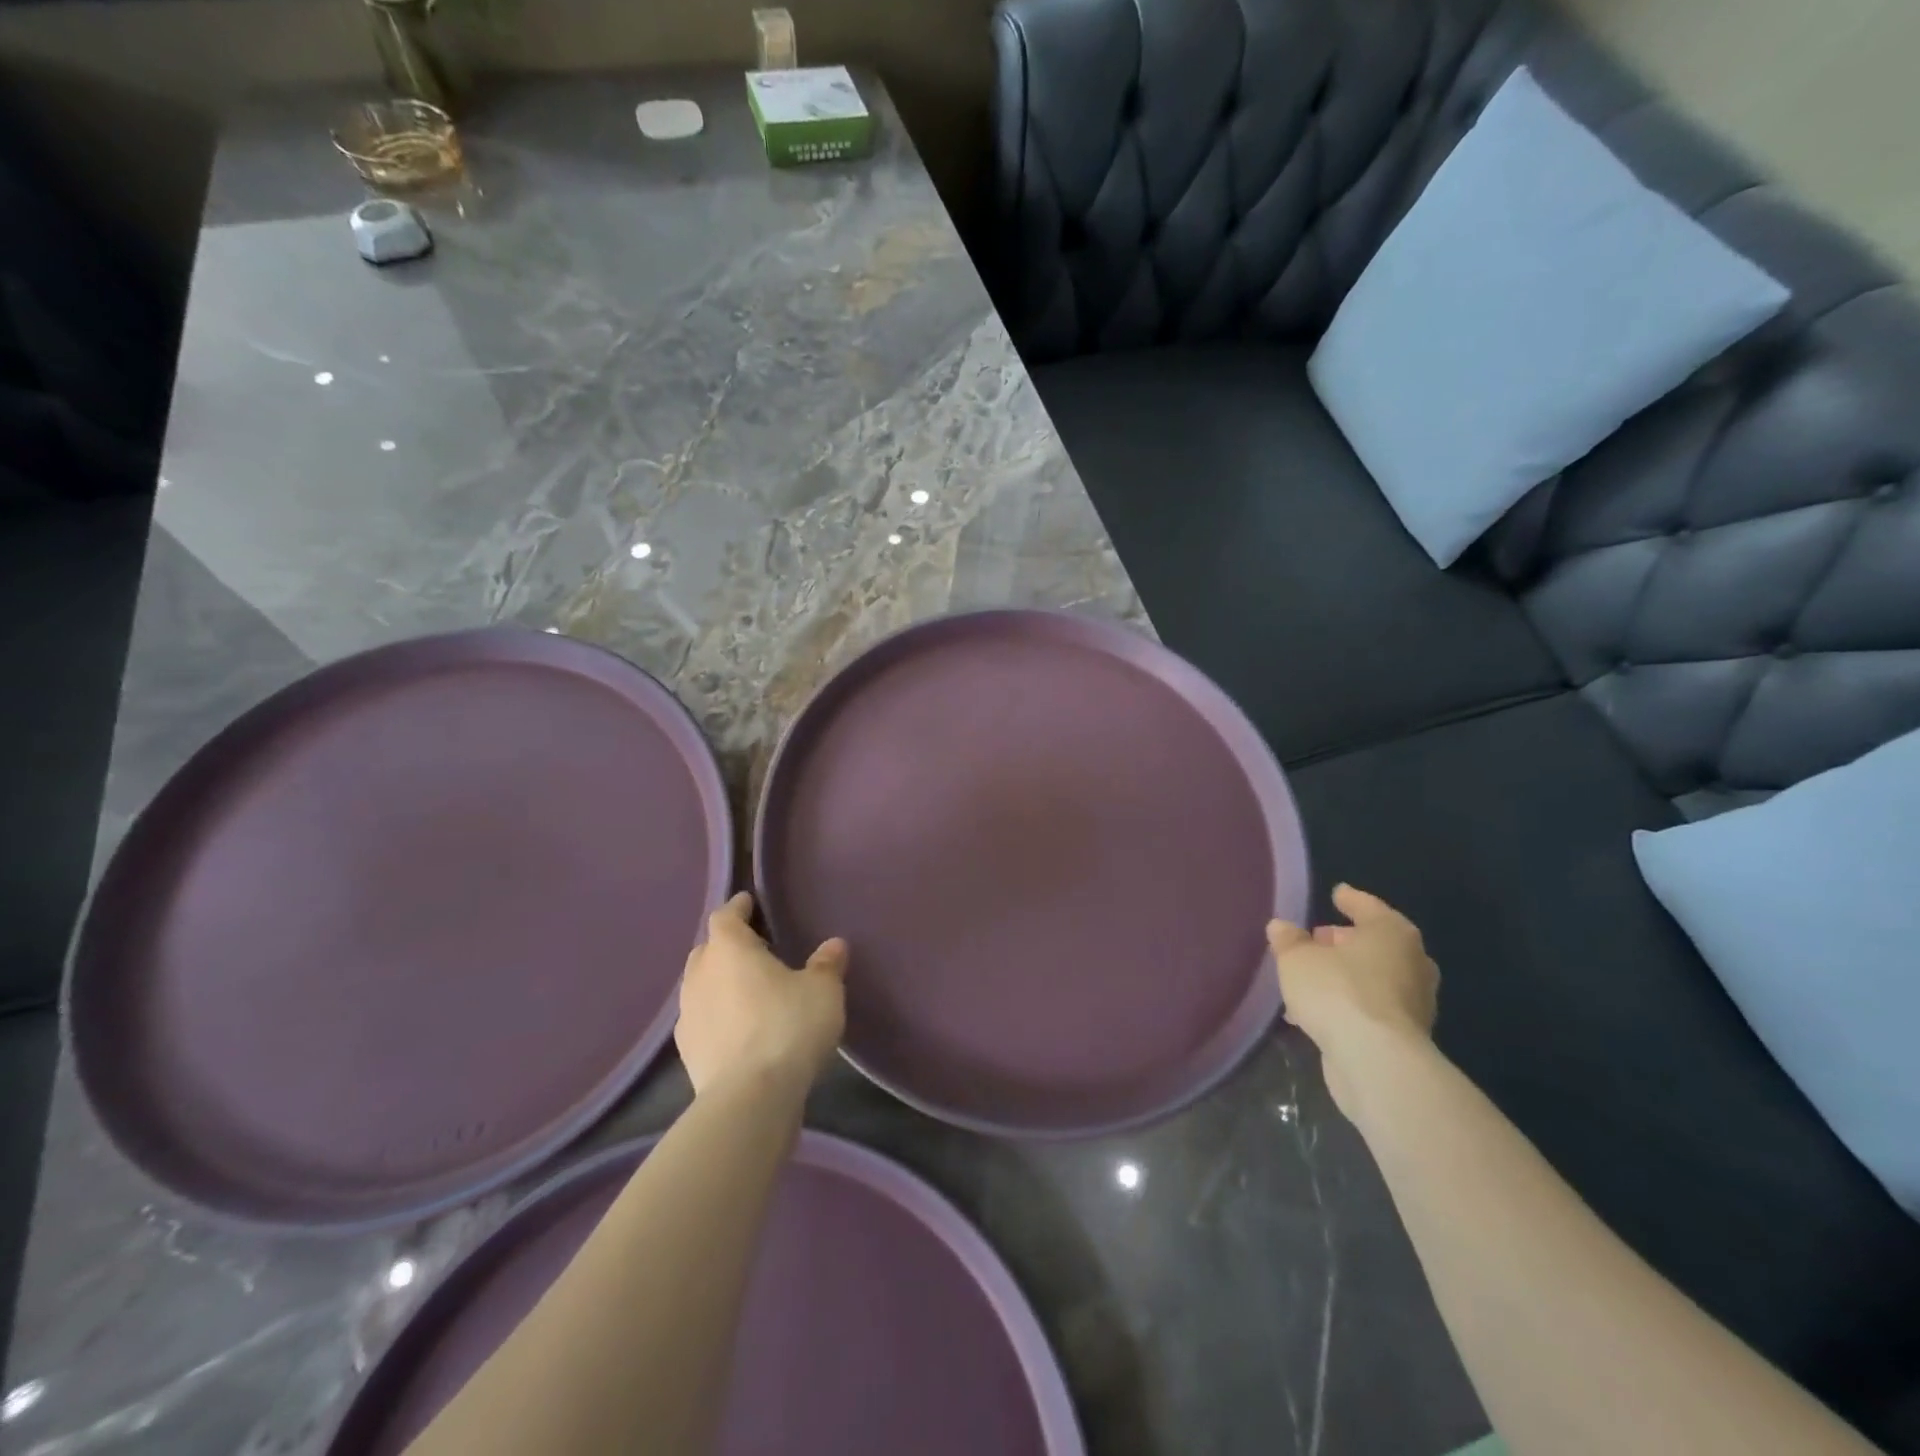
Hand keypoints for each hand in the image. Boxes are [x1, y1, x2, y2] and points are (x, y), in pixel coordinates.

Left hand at [675, 893, 848, 1096]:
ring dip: (720, 983)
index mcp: (729, 949)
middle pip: (709, 949)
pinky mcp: (687, 1052)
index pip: (726, 916)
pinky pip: (702, 1019)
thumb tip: (833, 945)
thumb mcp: (823, 990)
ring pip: (701, 985)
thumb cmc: (788, 1027)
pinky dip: (717, 1016)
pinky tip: (739, 1028)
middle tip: (756, 950)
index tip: (750, 903)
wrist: (750, 1098)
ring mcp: (688, 1015)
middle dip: (728, 945)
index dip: (739, 908)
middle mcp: (700, 975)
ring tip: (749, 990)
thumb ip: (826, 964)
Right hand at [1267, 884, 1438, 1116]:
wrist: (1375, 1061)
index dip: (1349, 900)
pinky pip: (1369, 1007)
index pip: (1368, 907)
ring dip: (1345, 975)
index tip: (1337, 894)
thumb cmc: (1338, 991)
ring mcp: (1413, 1002)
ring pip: (1373, 978)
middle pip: (1375, 943)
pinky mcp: (1405, 1036)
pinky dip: (1348, 1003)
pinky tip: (1317, 1011)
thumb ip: (1288, 940)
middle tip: (1316, 940)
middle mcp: (1412, 962)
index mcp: (1391, 933)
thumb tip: (1281, 927)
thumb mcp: (1297, 959)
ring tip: (1309, 977)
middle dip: (1345, 942)